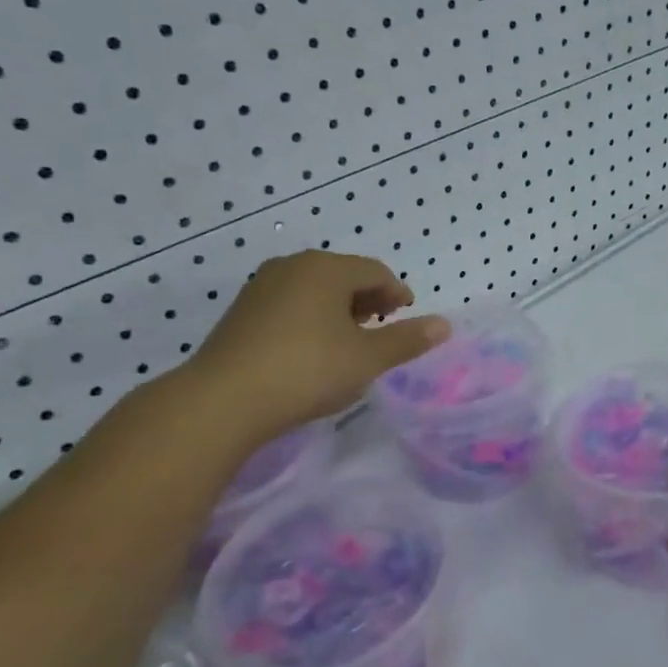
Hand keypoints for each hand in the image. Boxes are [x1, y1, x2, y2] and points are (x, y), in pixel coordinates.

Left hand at [181, 251, 448, 439]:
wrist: (223, 400)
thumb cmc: (308, 370)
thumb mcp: (368, 359)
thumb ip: (408, 340)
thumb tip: (444, 325)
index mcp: (327, 269)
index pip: (376, 271)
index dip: (397, 292)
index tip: (408, 314)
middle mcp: (293, 266)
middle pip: (344, 275)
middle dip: (369, 298)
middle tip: (384, 325)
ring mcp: (262, 287)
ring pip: (315, 289)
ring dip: (340, 308)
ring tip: (352, 338)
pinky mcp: (242, 311)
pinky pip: (291, 303)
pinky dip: (312, 316)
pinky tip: (314, 347)